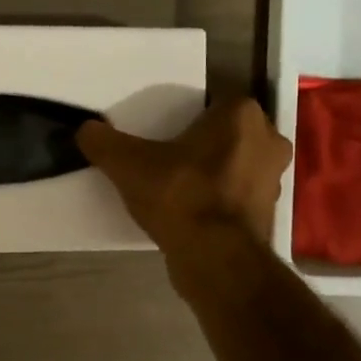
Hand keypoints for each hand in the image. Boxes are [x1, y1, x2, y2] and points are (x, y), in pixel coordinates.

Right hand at [78, 97, 291, 256]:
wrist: (216, 260)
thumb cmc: (180, 197)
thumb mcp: (127, 165)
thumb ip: (103, 142)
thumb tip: (85, 130)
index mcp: (241, 115)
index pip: (215, 100)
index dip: (189, 114)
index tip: (164, 130)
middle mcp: (268, 140)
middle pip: (228, 133)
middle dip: (204, 142)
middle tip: (169, 156)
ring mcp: (274, 180)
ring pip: (237, 164)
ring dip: (214, 171)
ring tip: (178, 186)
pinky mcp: (268, 213)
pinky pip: (237, 195)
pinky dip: (219, 200)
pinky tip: (191, 212)